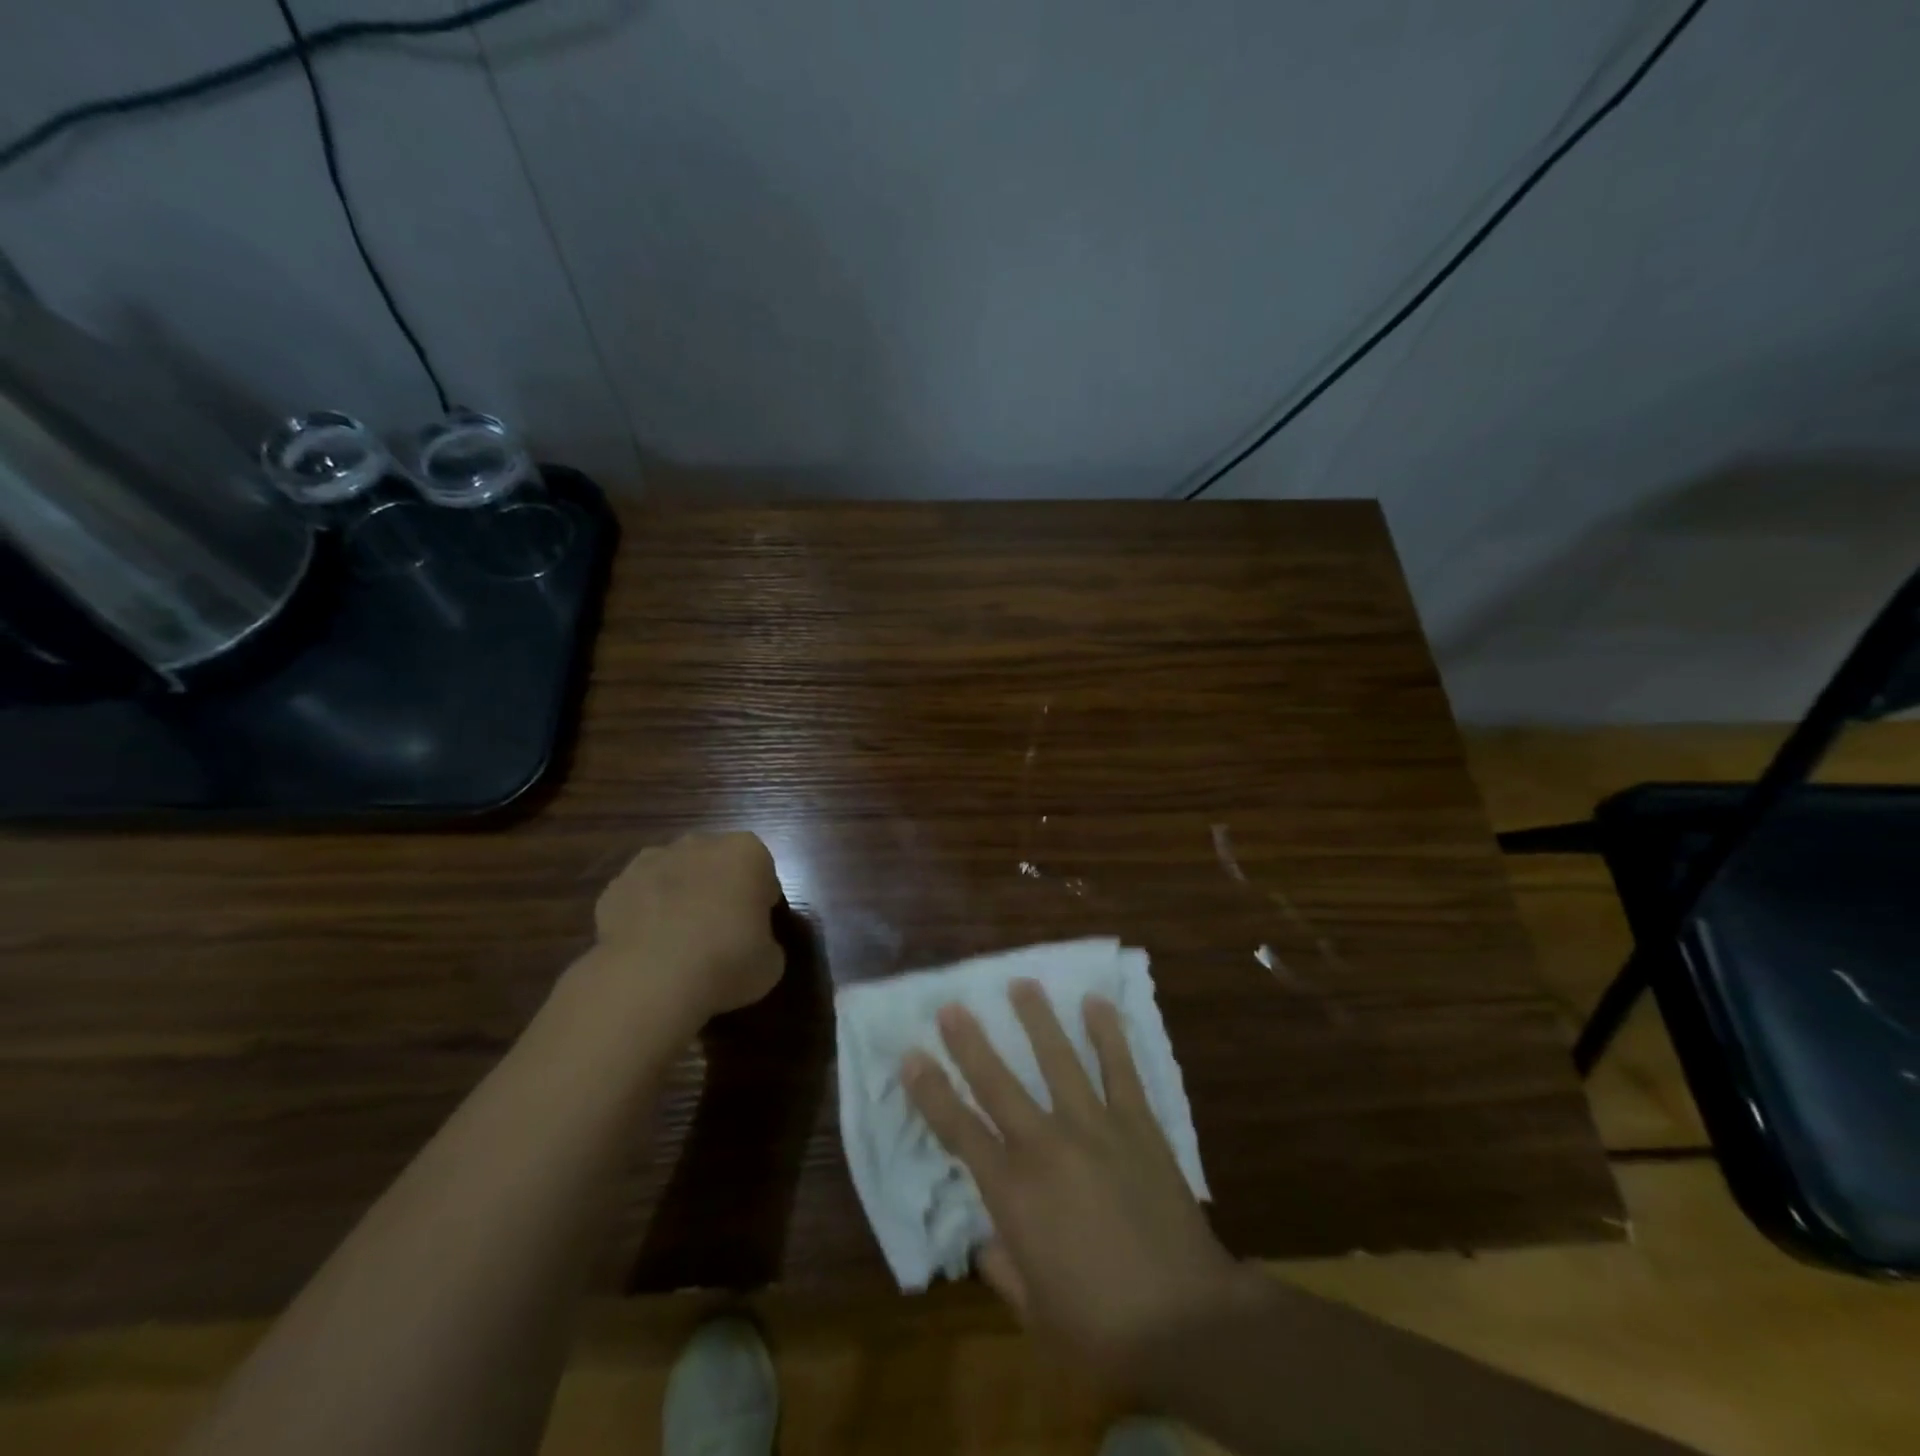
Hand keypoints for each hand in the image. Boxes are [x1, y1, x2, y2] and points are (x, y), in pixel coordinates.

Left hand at [587, 832, 784, 1026]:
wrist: (651, 979)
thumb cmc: (727, 962)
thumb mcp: (770, 962)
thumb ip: (764, 942)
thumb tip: (752, 945)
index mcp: (746, 852)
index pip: (762, 871)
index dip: (760, 901)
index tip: (756, 929)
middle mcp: (700, 844)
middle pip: (715, 863)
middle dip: (718, 889)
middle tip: (720, 933)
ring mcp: (652, 861)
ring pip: (674, 874)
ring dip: (679, 896)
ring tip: (679, 943)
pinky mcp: (615, 886)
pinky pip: (640, 897)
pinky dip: (644, 915)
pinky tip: (648, 949)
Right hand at [902, 980, 1254, 1387]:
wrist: (1187, 1322)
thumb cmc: (1101, 1327)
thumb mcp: (1035, 1312)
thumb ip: (1004, 1268)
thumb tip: (987, 1242)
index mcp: (1014, 1193)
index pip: (959, 1130)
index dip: (931, 1091)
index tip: (911, 1055)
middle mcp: (1047, 1146)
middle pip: (999, 1082)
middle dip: (970, 1041)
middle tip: (952, 1005)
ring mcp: (1095, 1127)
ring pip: (1059, 1059)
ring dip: (1037, 1019)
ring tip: (1022, 983)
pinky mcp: (1138, 1124)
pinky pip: (1120, 1068)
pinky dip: (1108, 1033)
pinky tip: (1096, 1002)